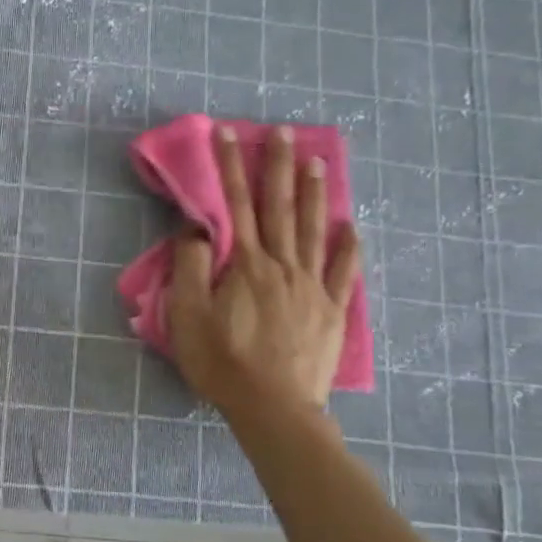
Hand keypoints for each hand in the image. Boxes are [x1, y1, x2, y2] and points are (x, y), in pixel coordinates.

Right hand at [167, 124, 361, 413]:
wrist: (274, 408)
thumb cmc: (222, 362)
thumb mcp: (188, 316)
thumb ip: (191, 267)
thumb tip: (197, 227)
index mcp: (245, 265)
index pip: (235, 205)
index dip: (230, 167)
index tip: (229, 133)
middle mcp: (282, 265)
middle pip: (280, 208)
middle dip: (279, 167)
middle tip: (284, 132)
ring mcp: (312, 287)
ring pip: (315, 231)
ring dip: (316, 194)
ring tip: (319, 162)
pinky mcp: (331, 312)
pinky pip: (344, 273)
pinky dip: (349, 248)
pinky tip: (353, 228)